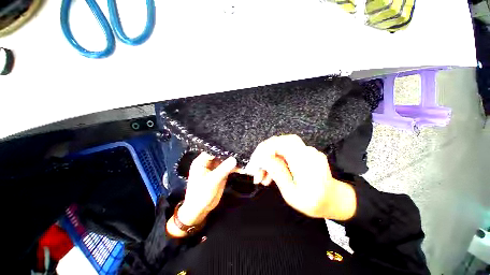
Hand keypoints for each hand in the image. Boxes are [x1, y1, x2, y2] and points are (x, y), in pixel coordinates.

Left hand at [177, 153, 237, 225]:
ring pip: (225, 161)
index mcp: (201, 162)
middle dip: (229, 153)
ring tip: (243, 157)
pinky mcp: (221, 173)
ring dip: (233, 160)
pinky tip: (242, 166)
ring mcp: (215, 168)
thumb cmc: (201, 194)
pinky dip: (234, 168)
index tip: (233, 144)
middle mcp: (208, 163)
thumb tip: (234, 159)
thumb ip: (223, 169)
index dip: (221, 147)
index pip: (212, 150)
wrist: (200, 210)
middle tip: (240, 149)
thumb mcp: (212, 181)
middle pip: (220, 155)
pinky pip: (228, 168)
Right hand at [245, 135, 356, 220]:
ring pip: (281, 147)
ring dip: (268, 159)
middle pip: (280, 141)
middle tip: (255, 167)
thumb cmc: (313, 203)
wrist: (333, 200)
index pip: (282, 144)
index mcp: (306, 163)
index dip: (265, 149)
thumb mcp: (292, 194)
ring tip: (261, 177)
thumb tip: (264, 158)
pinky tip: (269, 174)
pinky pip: (285, 152)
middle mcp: (307, 152)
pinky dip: (275, 161)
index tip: (255, 163)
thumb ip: (278, 174)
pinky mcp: (303, 153)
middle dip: (264, 152)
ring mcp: (306, 151)